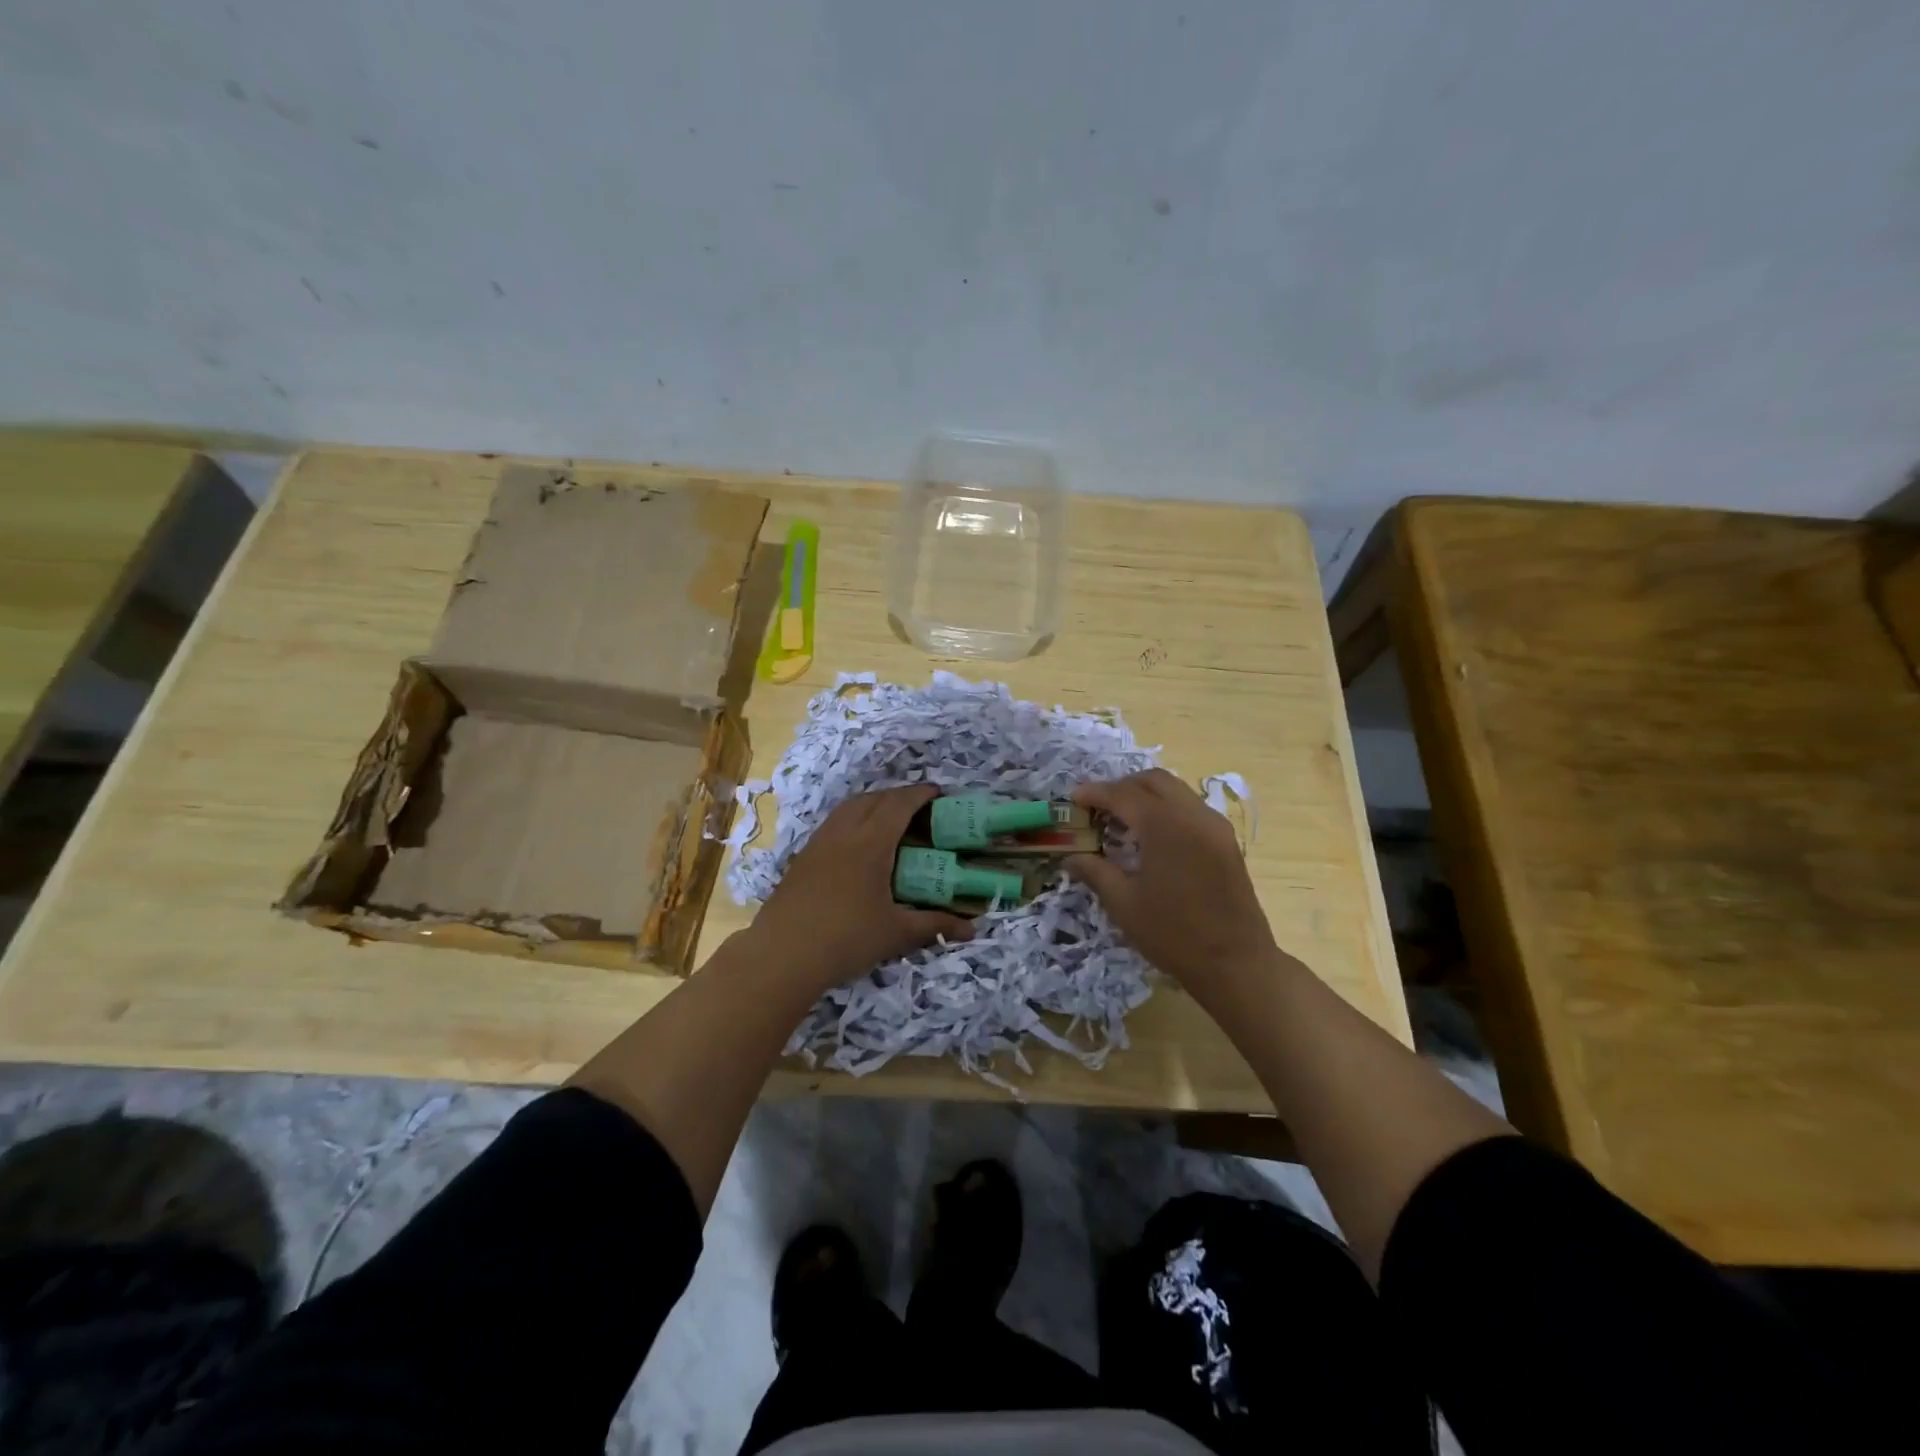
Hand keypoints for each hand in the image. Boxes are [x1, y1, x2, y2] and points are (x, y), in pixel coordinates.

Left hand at [749, 785, 972, 988]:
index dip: (920, 794)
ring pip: (848, 808)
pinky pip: (833, 824)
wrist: (782, 955)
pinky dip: (853, 820)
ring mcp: (818, 843)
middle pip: (873, 799)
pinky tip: (858, 845)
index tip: (939, 792)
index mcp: (870, 842)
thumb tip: (973, 929)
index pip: (899, 804)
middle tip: (919, 808)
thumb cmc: (846, 938)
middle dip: (898, 796)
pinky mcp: (802, 858)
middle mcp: (843, 833)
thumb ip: (934, 925)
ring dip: (872, 804)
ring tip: (890, 821)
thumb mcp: (896, 933)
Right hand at [1066, 769, 1276, 991]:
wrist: (1236, 964)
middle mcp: (1193, 815)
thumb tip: (1071, 857)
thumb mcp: (1124, 904)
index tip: (1073, 798)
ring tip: (1122, 818)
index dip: (1095, 792)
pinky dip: (1166, 809)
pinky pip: (1191, 808)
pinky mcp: (1226, 841)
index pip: (1124, 794)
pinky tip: (1152, 836)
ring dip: (1146, 795)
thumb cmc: (1173, 934)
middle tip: (1098, 806)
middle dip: (1122, 786)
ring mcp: (1215, 826)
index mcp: (1165, 826)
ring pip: (1176, 791)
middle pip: (1153, 781)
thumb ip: (1095, 872)